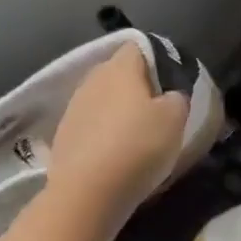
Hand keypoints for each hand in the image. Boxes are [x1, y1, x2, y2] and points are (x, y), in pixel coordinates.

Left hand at [47, 44, 190, 219]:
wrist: (87, 193)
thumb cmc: (138, 146)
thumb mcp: (176, 118)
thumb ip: (177, 97)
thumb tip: (170, 95)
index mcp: (120, 68)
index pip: (139, 46)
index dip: (159, 59)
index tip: (173, 82)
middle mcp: (93, 80)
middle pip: (119, 72)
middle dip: (138, 86)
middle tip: (160, 109)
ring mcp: (73, 108)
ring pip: (103, 99)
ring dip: (120, 111)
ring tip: (138, 134)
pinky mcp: (64, 136)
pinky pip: (91, 125)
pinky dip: (105, 133)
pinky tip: (117, 153)